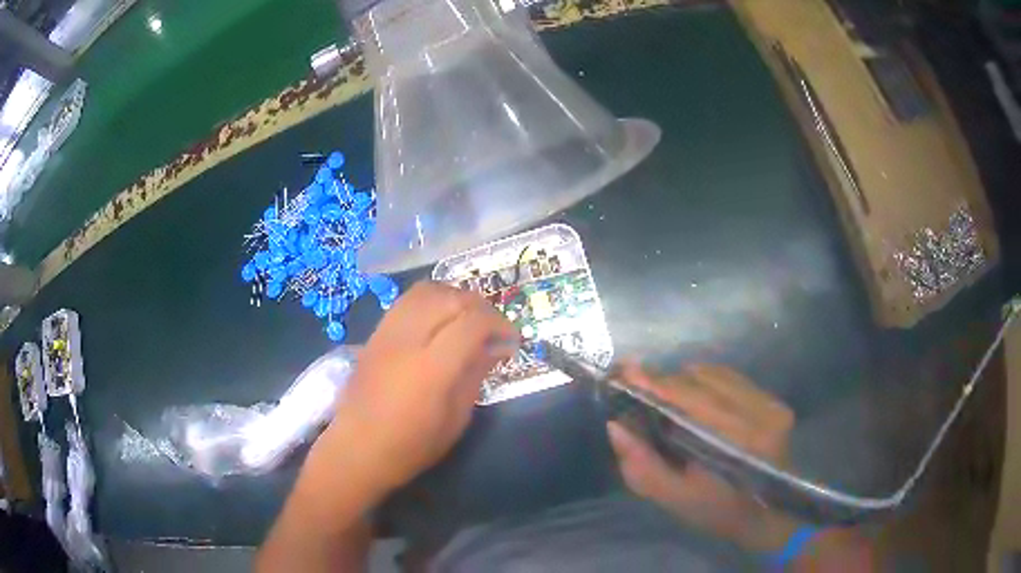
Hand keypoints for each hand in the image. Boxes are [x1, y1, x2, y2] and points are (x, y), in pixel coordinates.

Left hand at [322, 281, 517, 493]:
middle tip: (493, 329)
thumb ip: (475, 374)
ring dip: (454, 297)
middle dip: (480, 306)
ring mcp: (387, 333)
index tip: (512, 340)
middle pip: (450, 298)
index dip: (499, 324)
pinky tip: (440, 321)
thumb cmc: (411, 447)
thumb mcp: (455, 420)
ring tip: (467, 319)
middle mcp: (407, 341)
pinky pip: (407, 301)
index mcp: (431, 369)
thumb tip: (498, 346)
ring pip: (426, 291)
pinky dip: (431, 300)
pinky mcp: (375, 334)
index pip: (472, 323)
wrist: (355, 450)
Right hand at [606, 362, 798, 551]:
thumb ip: (643, 466)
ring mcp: (771, 404)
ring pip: (716, 374)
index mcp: (739, 445)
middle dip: (665, 380)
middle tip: (635, 383)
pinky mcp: (774, 400)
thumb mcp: (675, 498)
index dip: (658, 384)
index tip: (625, 371)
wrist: (769, 513)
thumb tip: (616, 426)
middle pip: (703, 381)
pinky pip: (730, 377)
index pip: (693, 400)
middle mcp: (760, 415)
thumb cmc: (719, 512)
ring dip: (684, 380)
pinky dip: (704, 381)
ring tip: (663, 394)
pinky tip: (693, 396)